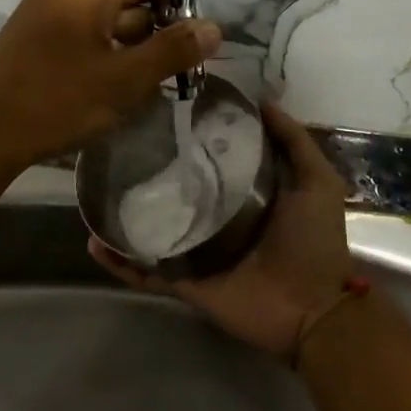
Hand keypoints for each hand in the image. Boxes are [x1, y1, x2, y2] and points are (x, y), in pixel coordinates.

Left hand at [0, 0, 220, 170]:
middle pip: (124, 3)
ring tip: (138, 90)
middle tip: (168, 78)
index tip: (186, 47)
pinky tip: (103, 93)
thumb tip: (215, 28)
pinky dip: (97, 59)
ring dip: (125, 52)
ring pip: (100, 25)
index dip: (174, 9)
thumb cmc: (61, 99)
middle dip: (151, 37)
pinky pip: (76, 39)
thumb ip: (173, 51)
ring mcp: (39, 15)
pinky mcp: (27, 41)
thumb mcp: (126, 78)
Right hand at [89, 100, 353, 357]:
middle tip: (116, 148)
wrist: (312, 310)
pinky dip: (120, 262)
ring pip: (152, 229)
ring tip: (93, 194)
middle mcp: (216, 218)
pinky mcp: (184, 282)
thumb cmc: (313, 241)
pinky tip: (95, 243)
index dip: (189, 137)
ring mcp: (197, 252)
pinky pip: (146, 271)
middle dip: (147, 174)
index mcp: (244, 194)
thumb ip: (293, 141)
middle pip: (175, 191)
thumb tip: (262, 100)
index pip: (208, 159)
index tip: (162, 112)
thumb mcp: (316, 180)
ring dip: (124, 217)